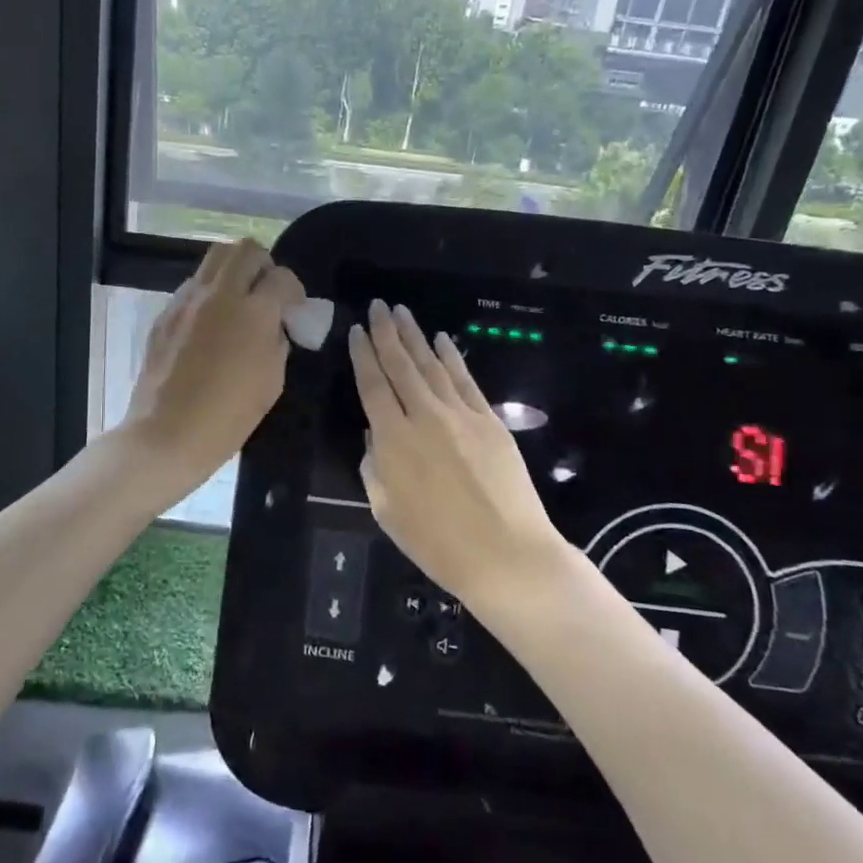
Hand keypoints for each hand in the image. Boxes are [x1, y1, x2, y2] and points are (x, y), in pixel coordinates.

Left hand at [122, 239, 304, 494]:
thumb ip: (278, 342)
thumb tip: (275, 325)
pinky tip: (211, 325)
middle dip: (263, 265)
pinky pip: (193, 286)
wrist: (165, 435)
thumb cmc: (227, 418)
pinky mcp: (165, 314)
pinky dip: (209, 293)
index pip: (282, 277)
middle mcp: (219, 295)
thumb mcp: (271, 382)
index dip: (294, 291)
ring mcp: (186, 301)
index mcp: (253, 312)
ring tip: (238, 303)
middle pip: (245, 249)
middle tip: (265, 293)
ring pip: (214, 259)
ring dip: (234, 272)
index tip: (293, 310)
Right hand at [350, 300, 569, 610]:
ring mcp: (461, 415)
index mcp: (394, 439)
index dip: (363, 356)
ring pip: (432, 366)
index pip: (373, 386)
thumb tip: (377, 436)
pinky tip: (443, 340)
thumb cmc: (438, 544)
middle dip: (386, 333)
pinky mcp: (490, 421)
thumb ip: (375, 467)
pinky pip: (466, 380)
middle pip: (401, 366)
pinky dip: (452, 357)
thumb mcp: (387, 511)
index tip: (356, 331)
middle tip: (378, 306)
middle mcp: (425, 416)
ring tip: (402, 313)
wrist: (507, 556)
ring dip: (416, 337)